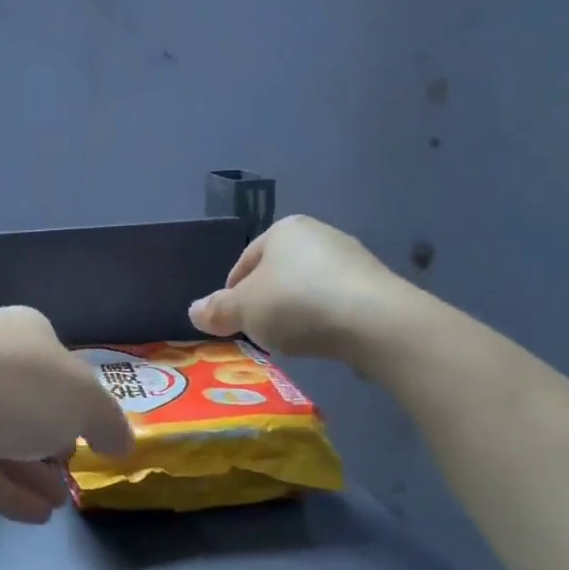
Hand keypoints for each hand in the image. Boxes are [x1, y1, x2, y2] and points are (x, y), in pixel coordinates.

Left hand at [0, 307, 133, 522]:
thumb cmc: (15, 389)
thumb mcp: (83, 399)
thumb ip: (108, 420)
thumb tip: (121, 442)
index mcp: (21, 332)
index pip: (58, 361)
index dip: (79, 397)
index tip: (94, 431)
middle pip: (27, 400)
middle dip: (53, 436)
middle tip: (73, 466)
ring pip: (1, 437)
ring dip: (34, 470)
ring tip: (62, 502)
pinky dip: (9, 491)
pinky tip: (38, 517)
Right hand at [189, 215, 410, 363]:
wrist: (374, 321)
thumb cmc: (297, 304)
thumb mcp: (244, 310)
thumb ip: (217, 310)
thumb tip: (193, 311)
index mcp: (283, 230)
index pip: (245, 261)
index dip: (232, 292)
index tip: (230, 321)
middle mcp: (318, 234)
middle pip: (278, 272)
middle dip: (265, 301)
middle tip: (257, 331)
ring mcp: (351, 258)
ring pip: (307, 286)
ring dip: (295, 310)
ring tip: (289, 339)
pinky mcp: (375, 285)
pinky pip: (335, 302)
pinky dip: (322, 318)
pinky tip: (320, 339)